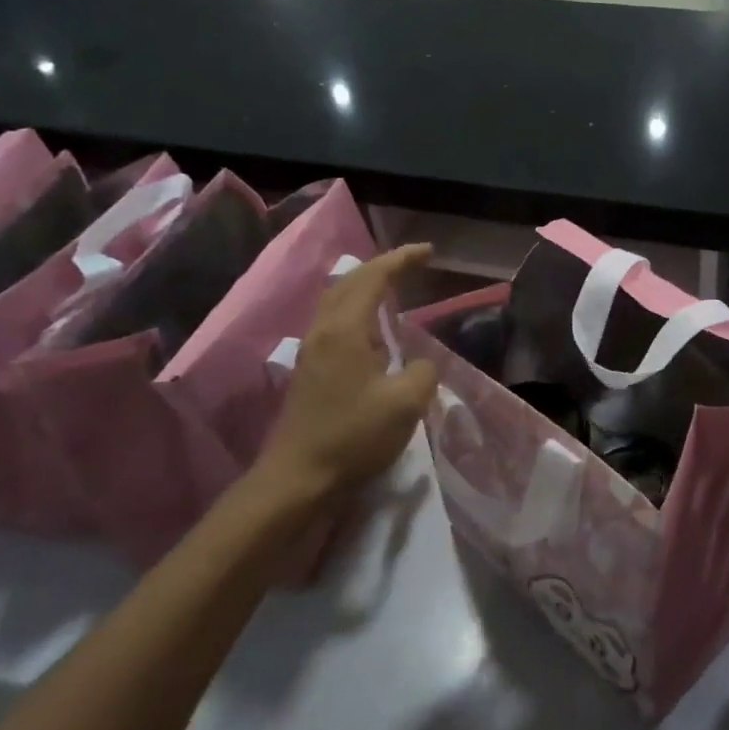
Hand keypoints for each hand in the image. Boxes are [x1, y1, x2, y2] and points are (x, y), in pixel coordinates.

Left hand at [237, 243, 439, 532]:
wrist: (299, 478)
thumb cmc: (354, 437)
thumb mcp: (406, 404)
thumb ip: (422, 372)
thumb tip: (420, 363)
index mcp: (345, 330)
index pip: (373, 278)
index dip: (402, 260)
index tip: (429, 252)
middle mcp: (324, 330)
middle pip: (350, 281)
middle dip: (383, 266)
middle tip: (414, 262)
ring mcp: (313, 350)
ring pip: (339, 300)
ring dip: (367, 285)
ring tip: (394, 285)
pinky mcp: (311, 369)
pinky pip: (336, 320)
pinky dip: (358, 308)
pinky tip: (373, 326)